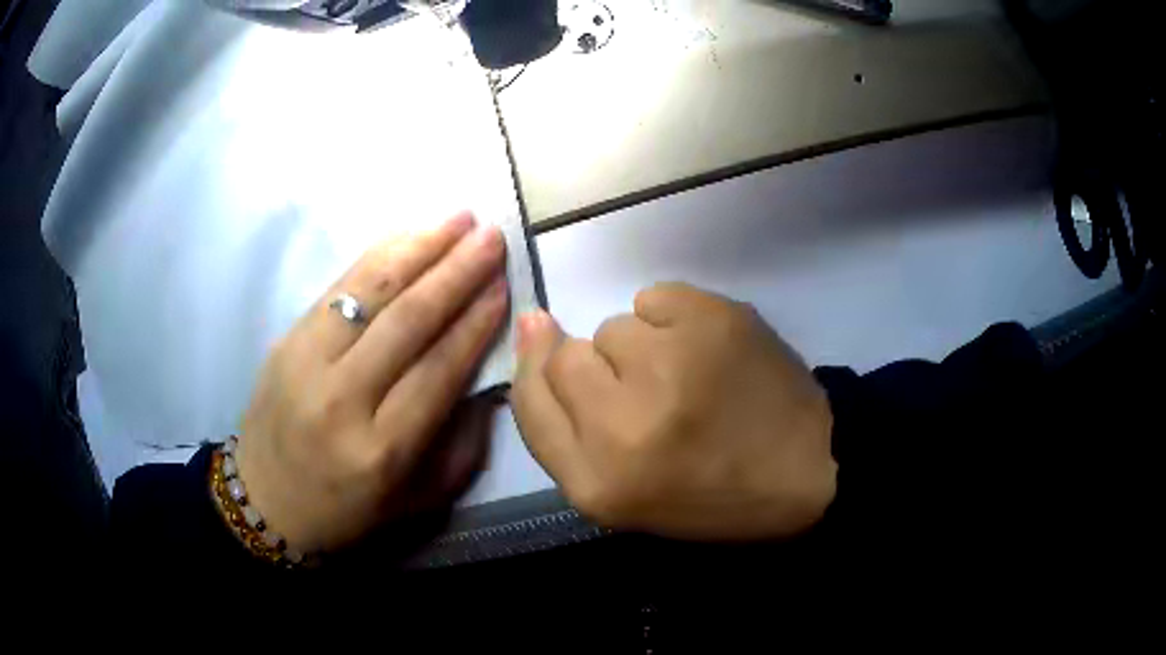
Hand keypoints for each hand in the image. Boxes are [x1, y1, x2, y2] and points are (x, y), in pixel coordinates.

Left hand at [235, 212, 508, 552]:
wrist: (266, 501)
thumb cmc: (347, 510)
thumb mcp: (417, 500)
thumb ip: (460, 445)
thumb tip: (486, 381)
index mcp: (383, 449)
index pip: (440, 368)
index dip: (476, 321)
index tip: (504, 285)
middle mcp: (344, 399)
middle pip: (409, 319)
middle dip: (457, 271)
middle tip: (491, 236)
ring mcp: (306, 362)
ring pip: (371, 289)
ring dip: (419, 247)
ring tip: (458, 219)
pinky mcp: (286, 340)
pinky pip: (338, 286)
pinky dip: (378, 255)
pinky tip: (408, 237)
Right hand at [511, 282, 836, 540]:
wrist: (807, 468)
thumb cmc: (708, 494)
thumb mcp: (620, 495)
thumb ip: (560, 427)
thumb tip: (533, 325)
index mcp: (598, 484)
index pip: (530, 399)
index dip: (538, 370)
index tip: (557, 356)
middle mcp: (624, 425)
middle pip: (565, 356)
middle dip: (598, 371)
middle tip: (649, 395)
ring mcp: (673, 364)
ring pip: (615, 326)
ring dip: (640, 349)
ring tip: (687, 379)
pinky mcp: (714, 320)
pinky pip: (655, 297)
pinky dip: (671, 318)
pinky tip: (704, 349)